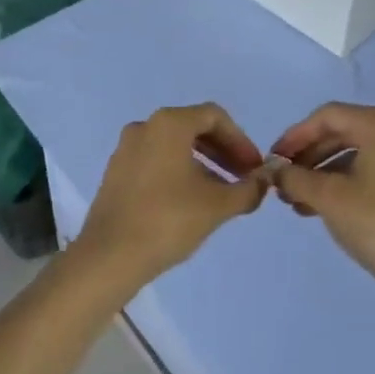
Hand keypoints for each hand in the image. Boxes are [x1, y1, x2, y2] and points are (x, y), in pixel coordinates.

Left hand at [73, 104, 269, 288]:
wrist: (109, 256)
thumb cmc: (168, 220)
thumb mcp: (218, 205)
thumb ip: (248, 189)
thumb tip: (265, 180)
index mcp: (169, 124)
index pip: (215, 117)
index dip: (241, 140)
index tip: (255, 168)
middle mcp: (145, 127)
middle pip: (193, 128)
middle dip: (223, 151)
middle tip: (243, 178)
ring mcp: (126, 149)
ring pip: (174, 145)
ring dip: (203, 163)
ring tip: (222, 193)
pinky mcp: (116, 172)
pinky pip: (156, 160)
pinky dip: (179, 171)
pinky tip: (191, 201)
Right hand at [271, 103, 374, 277]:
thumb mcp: (327, 197)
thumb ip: (295, 177)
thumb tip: (274, 171)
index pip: (327, 117)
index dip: (295, 136)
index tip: (273, 159)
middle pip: (340, 132)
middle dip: (307, 156)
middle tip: (282, 180)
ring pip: (353, 154)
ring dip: (320, 173)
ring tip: (295, 200)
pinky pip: (368, 170)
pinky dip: (341, 183)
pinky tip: (317, 207)